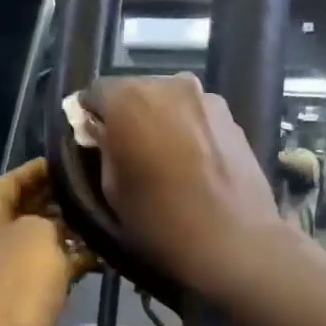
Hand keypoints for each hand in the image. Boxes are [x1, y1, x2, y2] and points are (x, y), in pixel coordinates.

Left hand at [0, 158, 93, 325]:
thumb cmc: (13, 283)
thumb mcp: (40, 234)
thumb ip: (55, 216)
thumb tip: (63, 220)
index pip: (15, 177)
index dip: (48, 168)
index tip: (82, 162)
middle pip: (25, 209)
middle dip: (61, 201)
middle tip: (101, 190)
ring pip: (35, 242)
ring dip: (66, 235)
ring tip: (106, 221)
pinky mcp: (9, 300)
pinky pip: (40, 272)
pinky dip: (64, 264)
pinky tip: (98, 257)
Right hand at [81, 73, 282, 296]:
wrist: (235, 242)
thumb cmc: (160, 219)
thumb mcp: (111, 189)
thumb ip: (102, 148)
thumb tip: (101, 131)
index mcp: (129, 98)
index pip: (96, 92)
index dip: (90, 115)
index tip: (92, 141)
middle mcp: (169, 84)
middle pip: (135, 91)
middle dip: (127, 114)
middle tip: (127, 151)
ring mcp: (206, 97)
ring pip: (168, 101)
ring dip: (159, 120)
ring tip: (163, 158)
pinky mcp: (232, 117)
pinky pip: (195, 115)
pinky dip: (187, 130)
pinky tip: (192, 163)